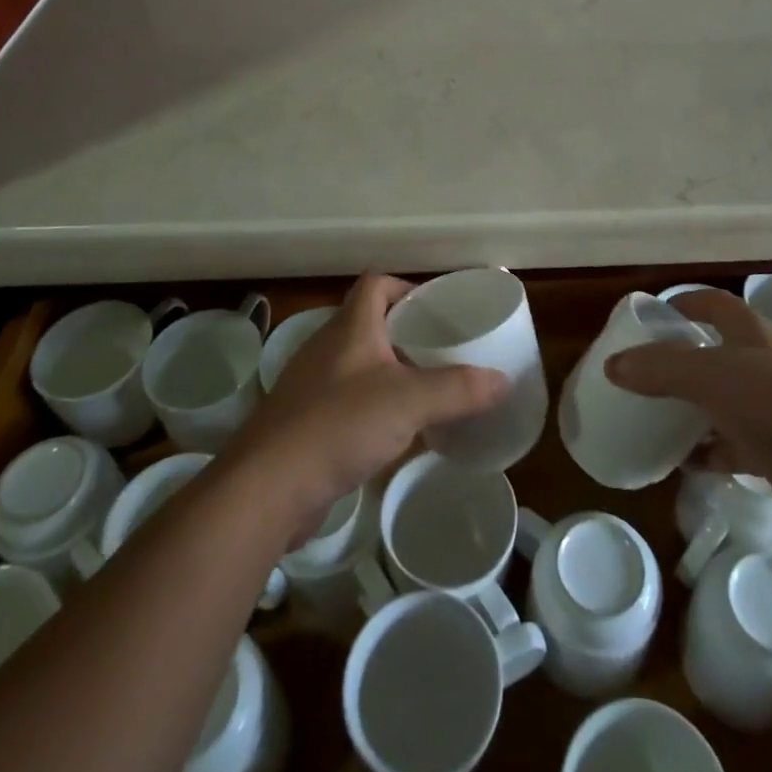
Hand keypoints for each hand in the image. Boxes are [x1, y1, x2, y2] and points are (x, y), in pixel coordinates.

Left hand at [226, 273, 508, 533]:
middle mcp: (328, 348)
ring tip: (427, 389)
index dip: (406, 286)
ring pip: (359, 365)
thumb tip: (503, 380)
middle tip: (443, 349)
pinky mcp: (305, 423)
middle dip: (406, 333)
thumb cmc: (339, 425)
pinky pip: (347, 401)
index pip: (376, 284)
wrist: (267, 487)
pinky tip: (395, 433)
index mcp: (350, 328)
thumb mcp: (409, 402)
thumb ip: (458, 389)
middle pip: (369, 323)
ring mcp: (312, 386)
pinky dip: (373, 407)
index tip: (436, 307)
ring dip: (390, 372)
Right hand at [606, 289, 771, 539]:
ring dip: (693, 409)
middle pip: (717, 353)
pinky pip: (732, 447)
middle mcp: (765, 364)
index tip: (653, 315)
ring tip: (655, 415)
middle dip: (683, 360)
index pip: (714, 304)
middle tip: (645, 370)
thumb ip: (658, 368)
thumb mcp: (706, 375)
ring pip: (724, 402)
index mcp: (752, 333)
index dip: (684, 303)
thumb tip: (612, 365)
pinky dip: (707, 453)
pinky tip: (681, 462)